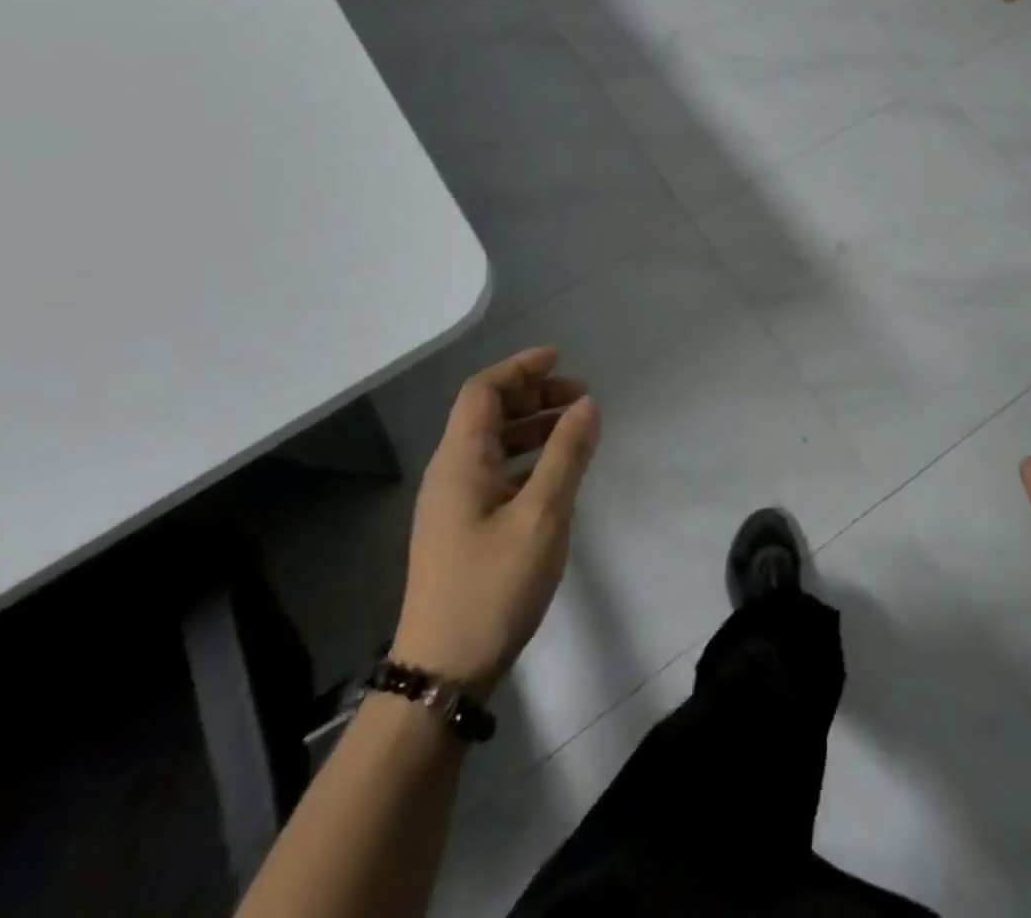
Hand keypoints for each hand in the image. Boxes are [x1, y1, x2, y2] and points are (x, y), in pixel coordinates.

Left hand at [391, 347, 600, 695]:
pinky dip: (529, 459)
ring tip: (577, 429)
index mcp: (460, 461)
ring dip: (534, 426)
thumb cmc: (493, 586)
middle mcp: (451, 473)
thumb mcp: (542, 516)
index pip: (483, 391)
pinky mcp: (463, 529)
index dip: (520, 368)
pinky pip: (497, 473)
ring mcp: (454, 504)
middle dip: (534, 395)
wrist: (442, 673)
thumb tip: (588, 404)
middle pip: (488, 414)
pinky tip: (557, 474)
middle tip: (581, 398)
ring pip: (494, 444)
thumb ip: (567, 455)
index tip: (561, 358)